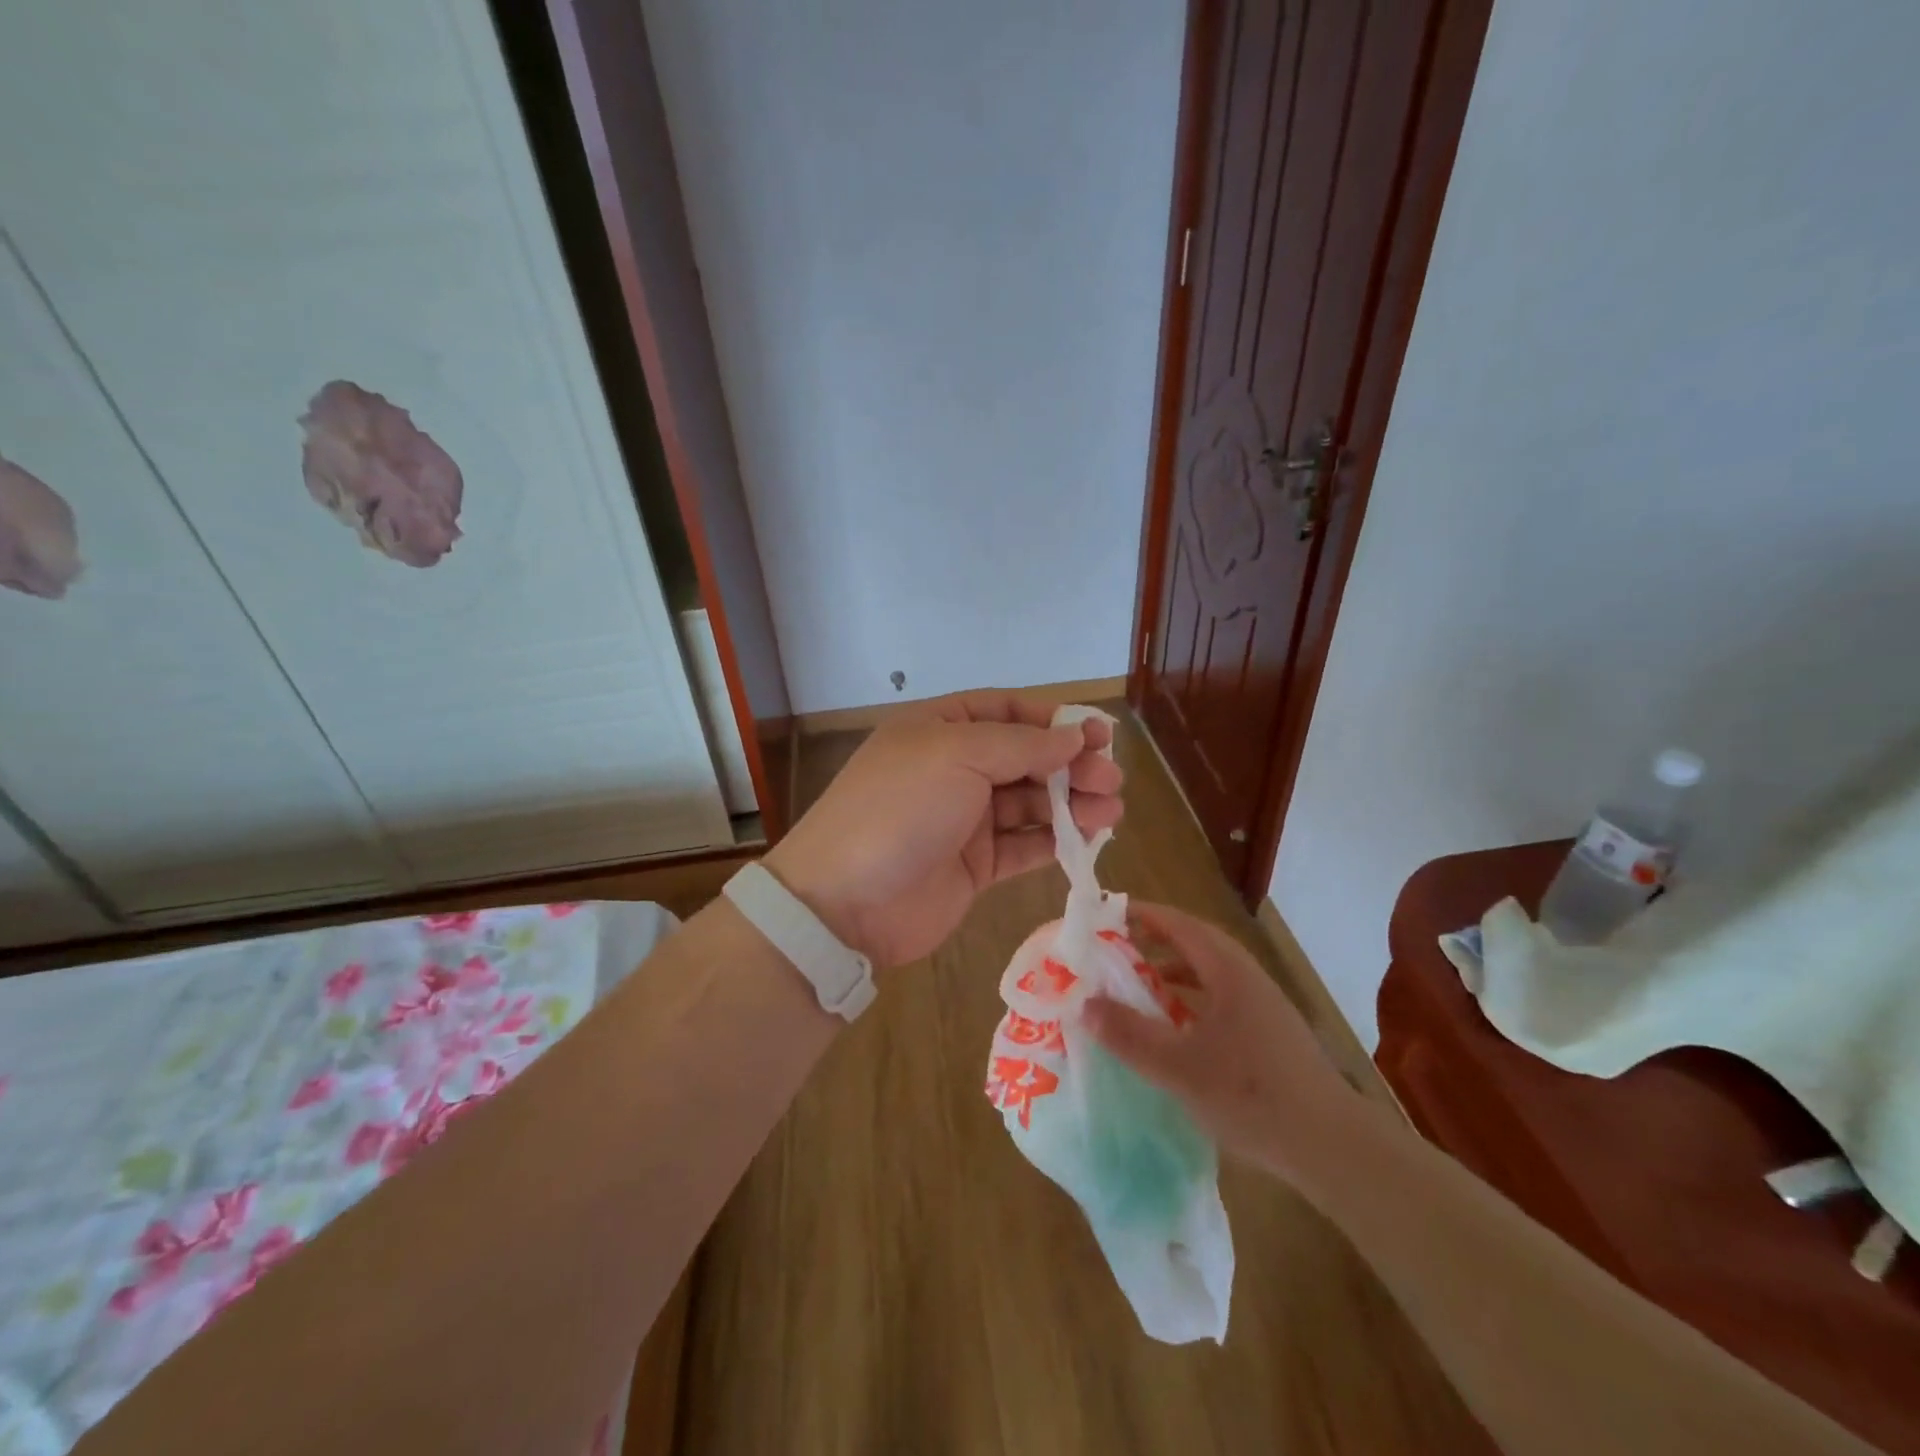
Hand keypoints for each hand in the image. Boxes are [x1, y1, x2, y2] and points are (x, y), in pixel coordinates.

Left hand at [764, 691, 1123, 968]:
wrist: (845, 902)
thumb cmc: (899, 809)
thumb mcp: (957, 755)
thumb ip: (1021, 745)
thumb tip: (1074, 736)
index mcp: (939, 730)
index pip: (1005, 711)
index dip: (1052, 720)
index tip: (1097, 735)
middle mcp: (953, 769)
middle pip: (1024, 758)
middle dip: (1070, 765)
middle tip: (1111, 780)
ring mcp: (963, 820)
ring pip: (1029, 803)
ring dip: (1072, 804)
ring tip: (1112, 811)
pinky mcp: (974, 865)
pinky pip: (1023, 845)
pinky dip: (1055, 841)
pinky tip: (1089, 839)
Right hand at [1082, 902, 1359, 1186]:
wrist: (1334, 1148)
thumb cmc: (1252, 1096)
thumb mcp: (1179, 1067)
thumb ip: (1129, 1035)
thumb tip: (1084, 1003)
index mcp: (1228, 971)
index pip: (1179, 923)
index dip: (1141, 914)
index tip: (1104, 915)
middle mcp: (1247, 978)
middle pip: (1194, 943)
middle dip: (1152, 941)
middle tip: (1112, 949)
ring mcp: (1263, 1006)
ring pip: (1208, 973)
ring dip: (1171, 973)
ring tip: (1136, 987)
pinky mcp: (1269, 1034)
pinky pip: (1219, 999)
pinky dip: (1189, 1001)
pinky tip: (1174, 1029)